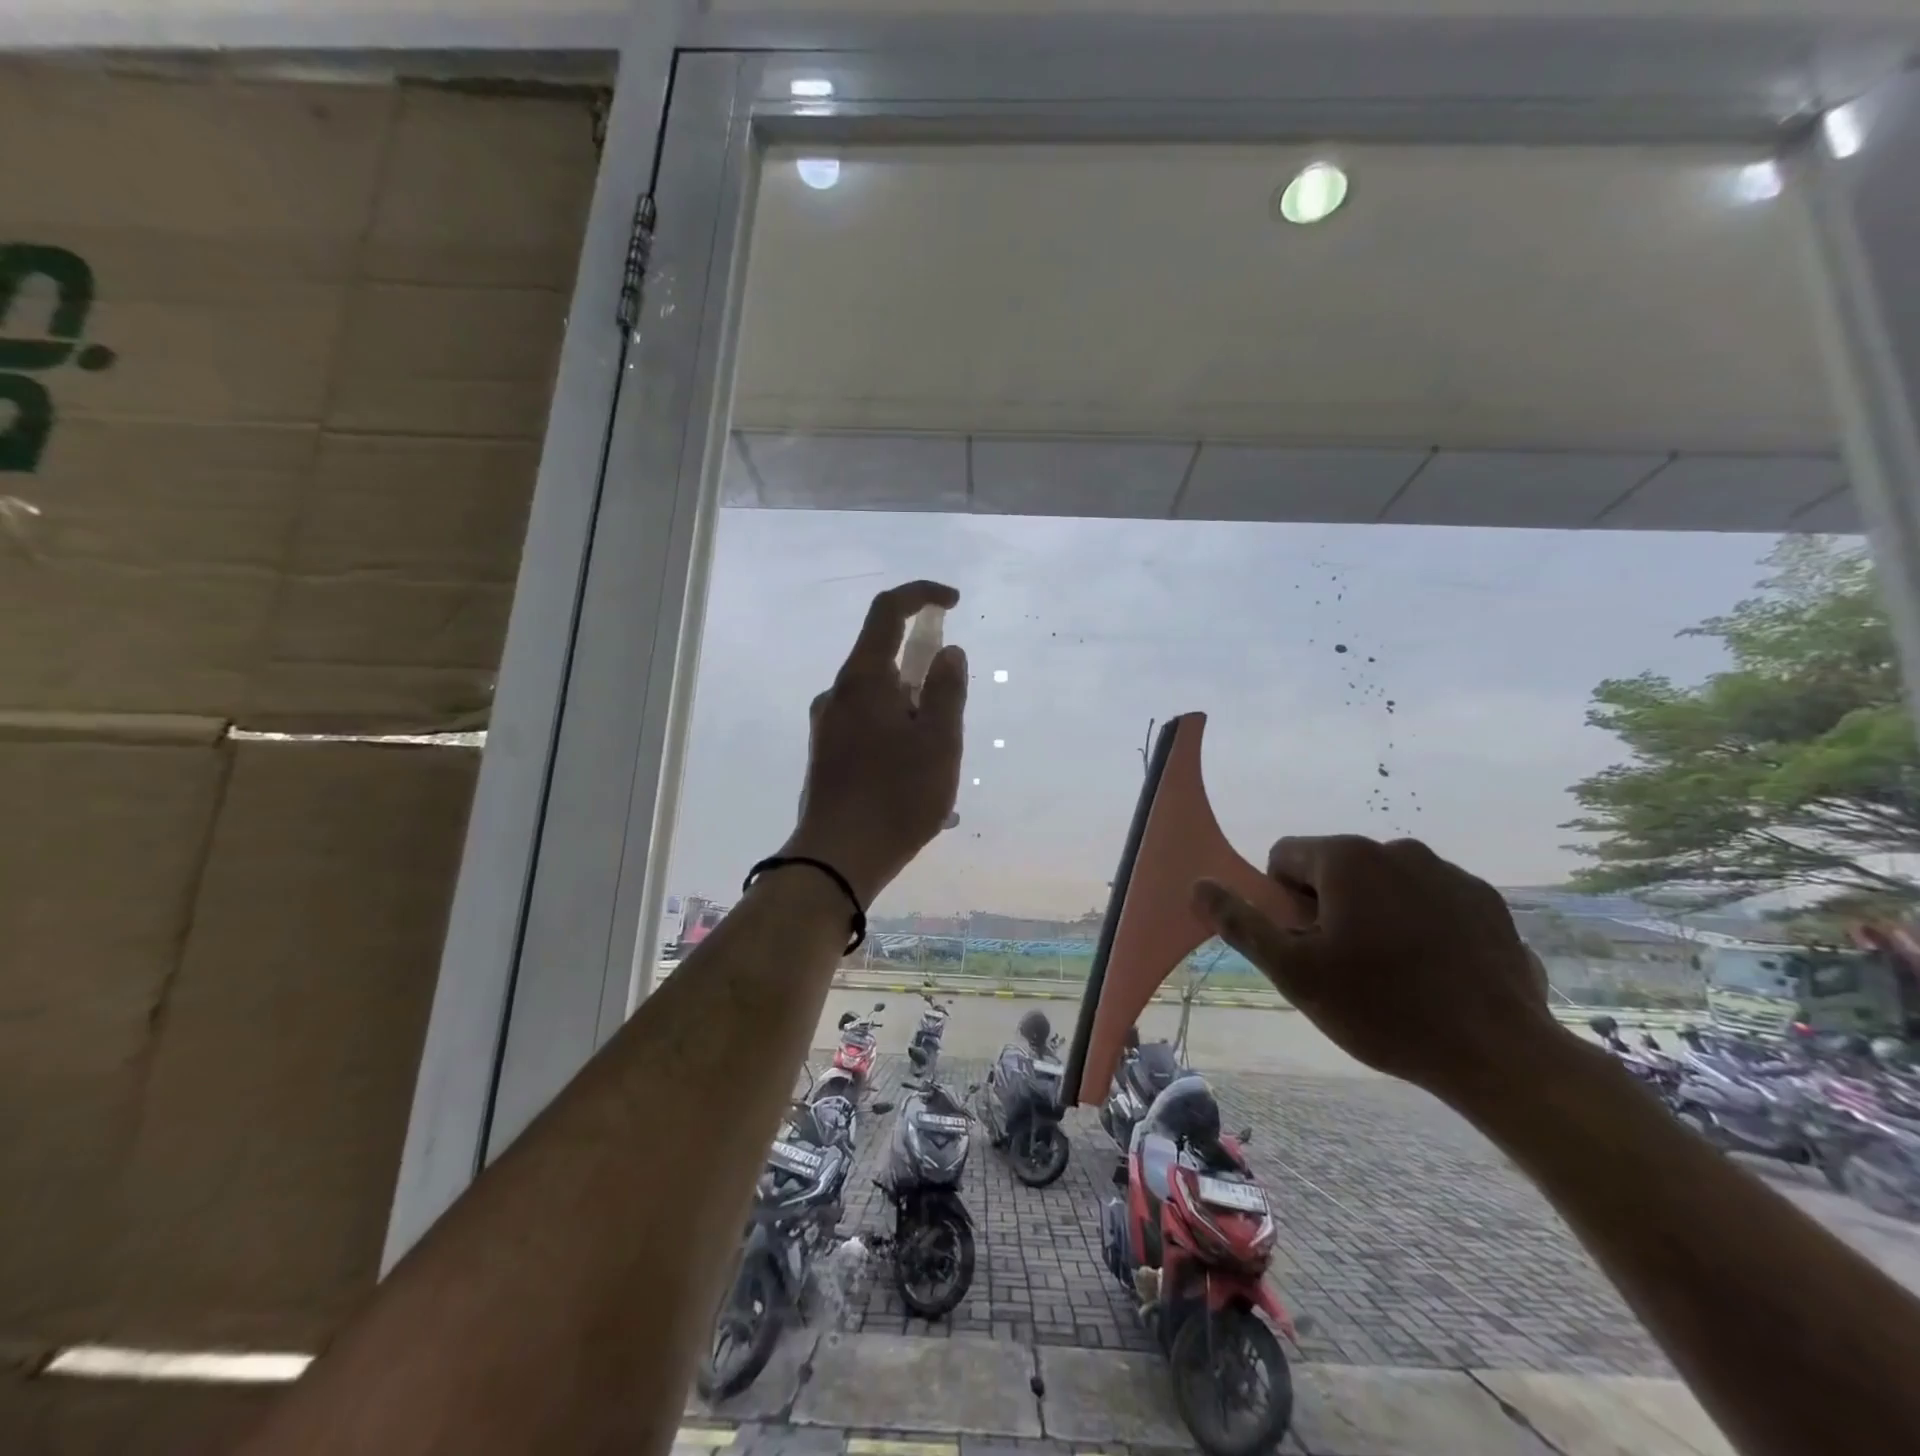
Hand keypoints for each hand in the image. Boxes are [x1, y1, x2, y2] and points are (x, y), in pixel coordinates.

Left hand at [782, 580, 966, 905]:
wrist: (836, 859)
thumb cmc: (895, 796)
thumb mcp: (939, 741)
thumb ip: (947, 689)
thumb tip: (948, 651)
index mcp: (863, 678)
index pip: (888, 611)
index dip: (922, 595)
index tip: (952, 602)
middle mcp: (838, 693)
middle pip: (884, 658)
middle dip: (924, 676)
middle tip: (949, 723)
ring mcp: (827, 725)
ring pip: (879, 699)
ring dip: (913, 715)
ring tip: (936, 767)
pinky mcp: (825, 754)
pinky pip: (869, 729)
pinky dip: (897, 738)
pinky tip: (915, 784)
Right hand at [1193, 835, 1563, 1107]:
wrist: (1501, 1055)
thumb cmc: (1383, 1010)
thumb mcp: (1294, 972)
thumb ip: (1242, 923)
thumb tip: (1199, 885)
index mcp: (1347, 858)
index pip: (1285, 857)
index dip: (1281, 902)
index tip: (1305, 946)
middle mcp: (1398, 849)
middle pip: (1335, 869)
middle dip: (1328, 908)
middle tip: (1344, 966)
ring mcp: (1449, 872)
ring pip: (1383, 884)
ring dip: (1373, 915)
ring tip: (1392, 974)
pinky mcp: (1487, 901)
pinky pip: (1429, 900)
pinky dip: (1419, 925)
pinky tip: (1434, 973)